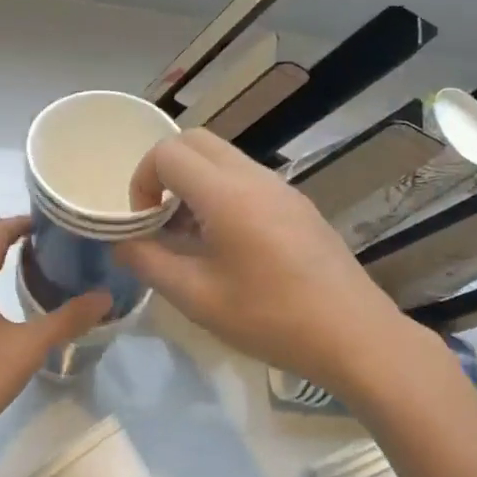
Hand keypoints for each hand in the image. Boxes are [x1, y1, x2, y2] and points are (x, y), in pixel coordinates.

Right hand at [115, 131, 429, 390]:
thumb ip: (150, 262)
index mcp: (226, 194)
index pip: (167, 153)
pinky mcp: (298, 205)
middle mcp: (254, 177)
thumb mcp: (197, 297)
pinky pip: (247, 178)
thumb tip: (122, 243)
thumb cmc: (270, 318)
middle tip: (160, 217)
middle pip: (195, 141)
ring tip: (191, 235)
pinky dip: (221, 192)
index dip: (142, 181)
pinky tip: (227, 244)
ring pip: (223, 157)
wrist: (355, 336)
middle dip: (165, 170)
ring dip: (194, 181)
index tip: (144, 223)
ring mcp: (281, 188)